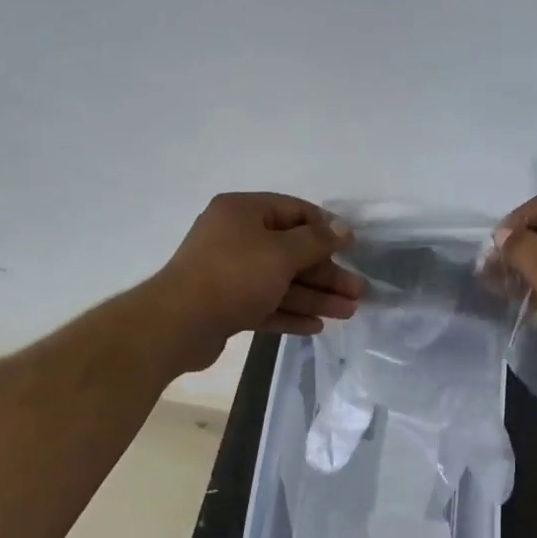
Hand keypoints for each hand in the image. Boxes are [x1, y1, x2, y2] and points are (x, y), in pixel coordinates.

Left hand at [147, 193, 362, 370]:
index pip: (293, 211)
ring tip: (348, 312)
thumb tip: (342, 227)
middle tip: (357, 291)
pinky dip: (290, 313)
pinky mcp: (226, 305)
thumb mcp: (281, 253)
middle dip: (326, 272)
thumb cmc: (234, 276)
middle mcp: (235, 237)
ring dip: (315, 296)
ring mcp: (229, 273)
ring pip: (281, 281)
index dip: (326, 228)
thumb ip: (316, 240)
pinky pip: (265, 304)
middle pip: (291, 251)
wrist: (178, 324)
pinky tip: (317, 326)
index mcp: (243, 212)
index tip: (352, 247)